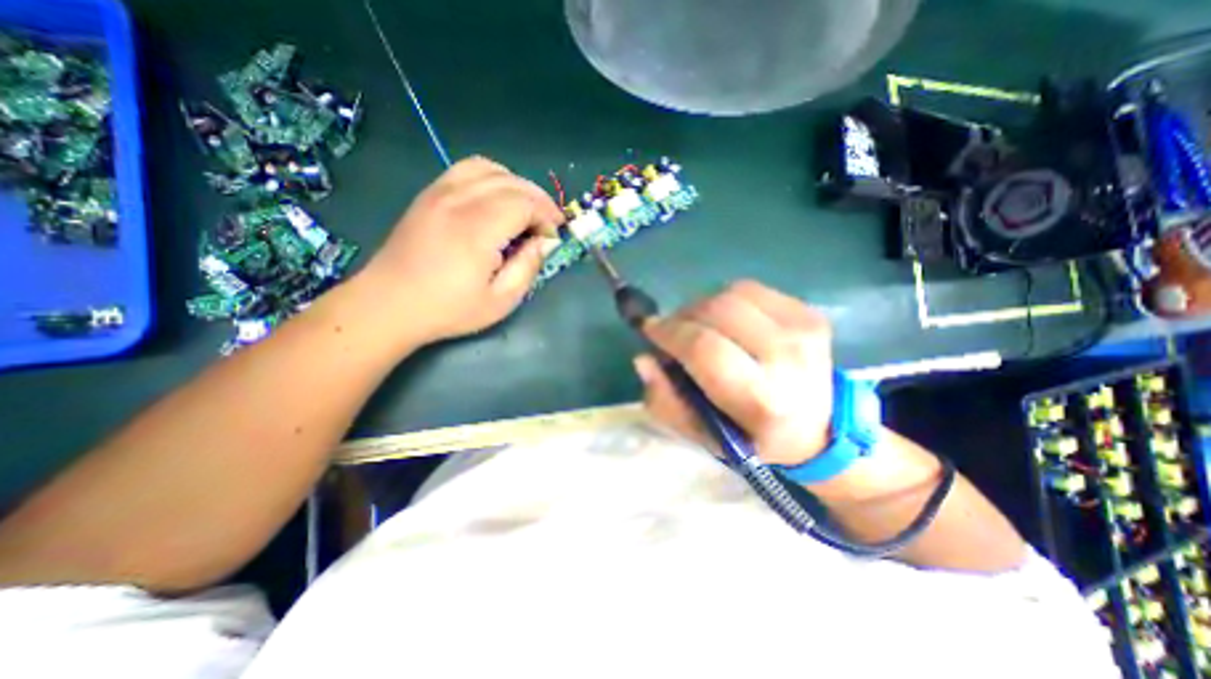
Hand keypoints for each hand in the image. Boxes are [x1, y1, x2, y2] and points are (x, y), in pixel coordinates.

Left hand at [355, 158, 561, 343]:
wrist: (388, 304)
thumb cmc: (448, 309)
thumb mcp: (500, 300)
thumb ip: (528, 267)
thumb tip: (546, 242)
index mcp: (477, 229)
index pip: (525, 203)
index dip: (547, 217)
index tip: (554, 237)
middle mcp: (459, 200)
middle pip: (512, 183)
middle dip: (539, 200)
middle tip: (549, 224)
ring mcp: (439, 192)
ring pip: (490, 169)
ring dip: (517, 185)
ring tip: (527, 209)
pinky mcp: (429, 194)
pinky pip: (467, 169)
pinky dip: (492, 177)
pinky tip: (498, 199)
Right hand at [635, 279, 833, 466]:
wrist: (820, 428)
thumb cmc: (752, 437)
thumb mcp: (701, 435)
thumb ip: (665, 401)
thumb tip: (644, 358)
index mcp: (762, 399)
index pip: (704, 348)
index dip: (669, 333)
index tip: (650, 331)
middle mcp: (787, 358)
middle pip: (717, 311)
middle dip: (682, 317)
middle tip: (672, 331)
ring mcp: (803, 329)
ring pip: (731, 294)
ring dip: (703, 307)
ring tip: (699, 327)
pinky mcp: (808, 312)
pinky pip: (750, 290)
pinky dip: (726, 300)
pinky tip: (727, 322)